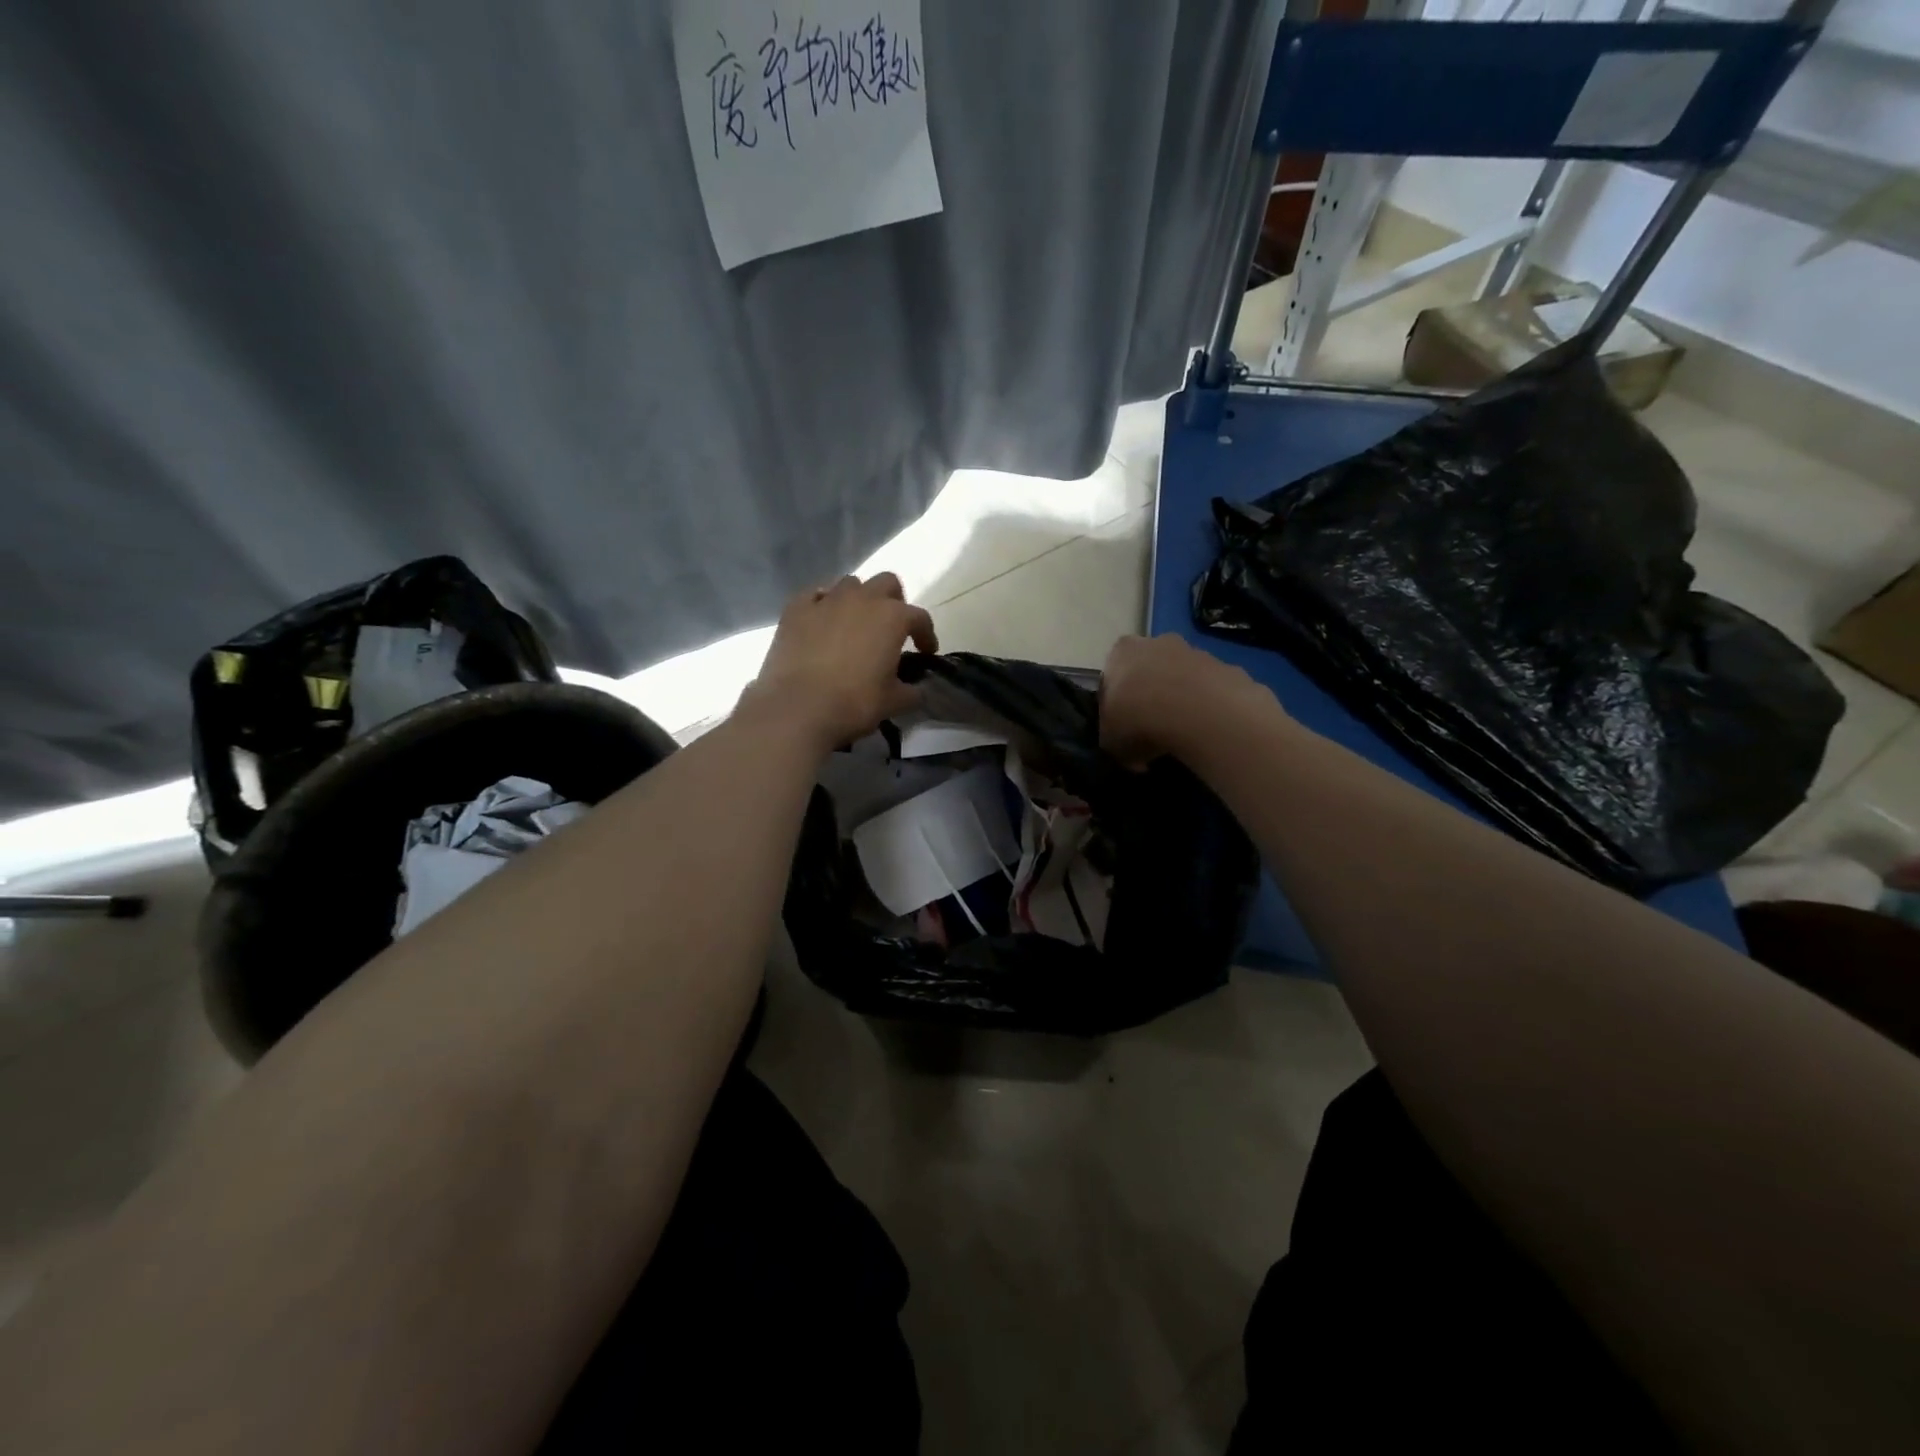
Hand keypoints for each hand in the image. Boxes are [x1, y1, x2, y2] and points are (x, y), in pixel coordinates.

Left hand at [746, 573, 937, 751]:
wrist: (797, 709)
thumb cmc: (854, 703)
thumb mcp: (893, 702)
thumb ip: (911, 691)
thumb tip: (917, 689)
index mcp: (892, 617)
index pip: (919, 617)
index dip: (926, 634)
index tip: (926, 651)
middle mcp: (862, 599)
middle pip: (886, 583)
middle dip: (893, 602)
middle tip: (891, 628)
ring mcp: (826, 600)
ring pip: (850, 585)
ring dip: (858, 599)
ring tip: (855, 624)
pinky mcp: (795, 609)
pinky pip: (814, 595)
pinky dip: (822, 604)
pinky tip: (822, 621)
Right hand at [1099, 634, 1275, 768]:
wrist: (1198, 712)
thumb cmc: (1139, 720)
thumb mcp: (1111, 742)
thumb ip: (1114, 741)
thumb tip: (1129, 753)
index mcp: (1121, 653)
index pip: (1113, 674)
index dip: (1117, 702)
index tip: (1124, 726)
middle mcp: (1156, 643)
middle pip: (1150, 670)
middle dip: (1151, 696)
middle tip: (1152, 731)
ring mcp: (1194, 652)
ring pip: (1182, 678)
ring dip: (1181, 701)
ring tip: (1183, 736)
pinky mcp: (1225, 666)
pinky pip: (1210, 690)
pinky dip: (1207, 708)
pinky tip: (1207, 732)